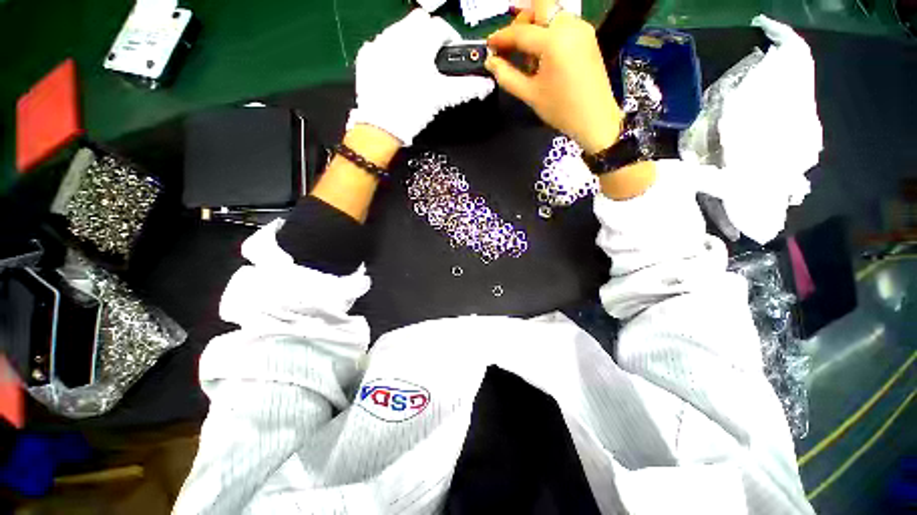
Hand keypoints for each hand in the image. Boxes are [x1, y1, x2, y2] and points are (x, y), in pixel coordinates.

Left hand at [347, 10, 494, 145]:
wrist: (381, 126)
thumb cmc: (414, 109)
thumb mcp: (443, 97)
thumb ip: (468, 88)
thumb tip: (487, 85)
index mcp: (420, 41)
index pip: (441, 27)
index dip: (451, 39)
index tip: (453, 54)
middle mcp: (398, 34)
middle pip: (419, 21)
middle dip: (429, 35)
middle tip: (434, 59)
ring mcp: (379, 43)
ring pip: (399, 29)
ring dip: (410, 41)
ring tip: (414, 67)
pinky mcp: (366, 56)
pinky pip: (381, 44)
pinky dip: (391, 52)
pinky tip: (395, 71)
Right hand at [485, 1, 622, 153]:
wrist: (594, 118)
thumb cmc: (561, 109)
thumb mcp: (530, 94)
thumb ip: (507, 76)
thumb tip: (491, 62)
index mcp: (554, 41)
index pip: (521, 31)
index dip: (501, 37)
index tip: (489, 45)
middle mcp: (570, 26)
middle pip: (541, 6)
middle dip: (522, 20)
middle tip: (512, 43)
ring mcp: (581, 28)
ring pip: (553, 13)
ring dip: (536, 26)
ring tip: (529, 56)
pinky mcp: (588, 36)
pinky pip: (563, 23)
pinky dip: (549, 32)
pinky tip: (544, 56)